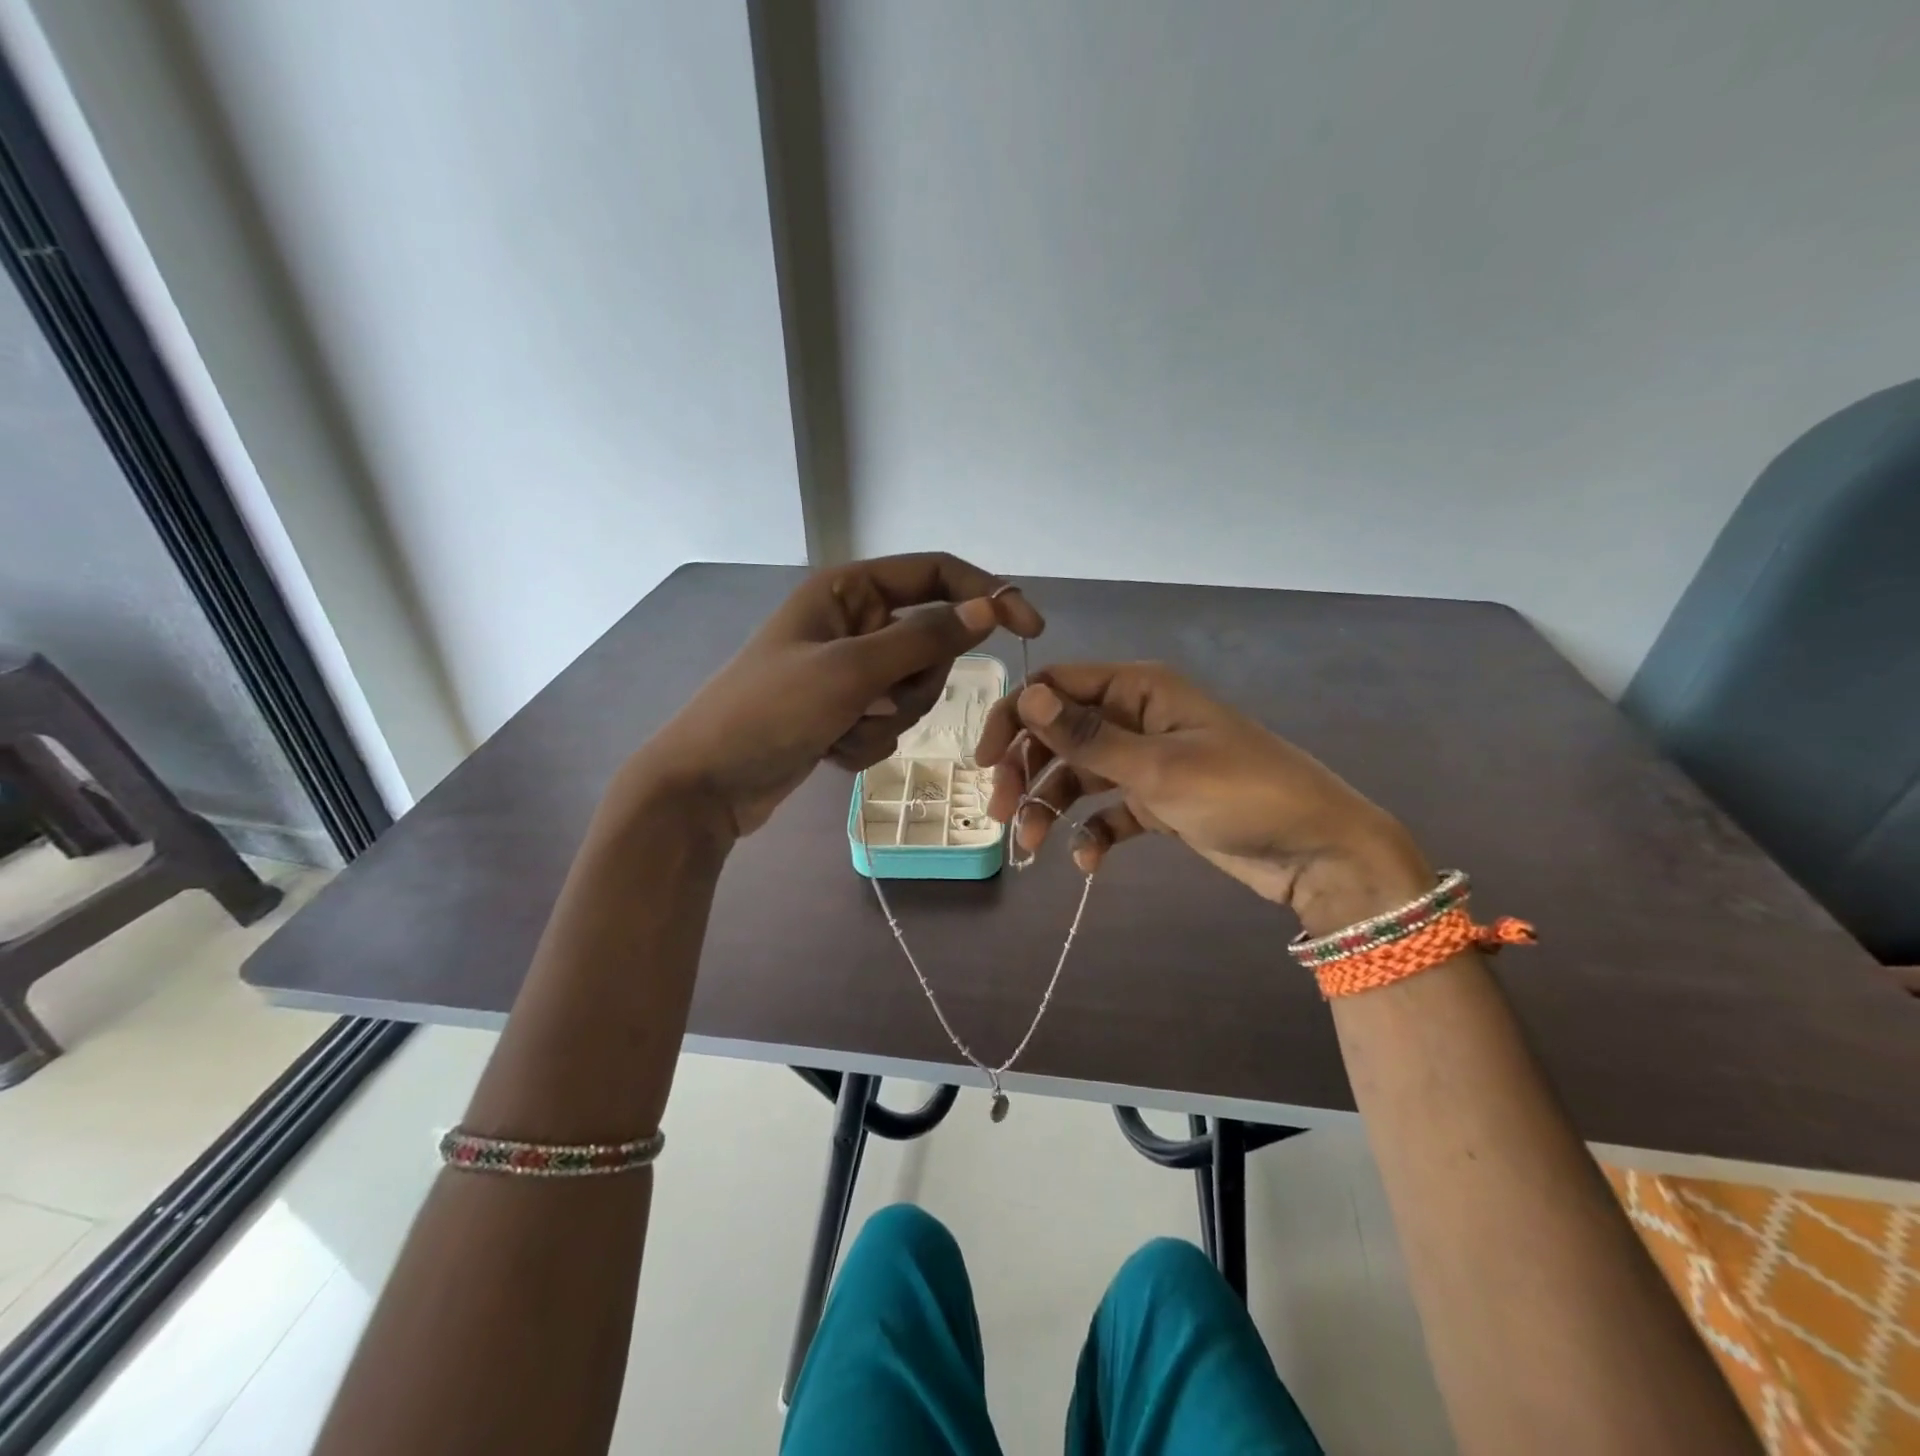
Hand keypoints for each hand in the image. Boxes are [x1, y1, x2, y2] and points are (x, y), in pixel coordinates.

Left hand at [634, 554, 1042, 836]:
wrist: (706, 784)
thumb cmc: (770, 712)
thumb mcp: (851, 671)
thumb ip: (924, 638)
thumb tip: (987, 609)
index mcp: (849, 591)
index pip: (936, 574)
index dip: (985, 594)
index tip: (1029, 627)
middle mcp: (853, 623)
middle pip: (930, 641)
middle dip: (914, 683)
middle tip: (877, 702)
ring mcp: (848, 671)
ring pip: (913, 690)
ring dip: (888, 720)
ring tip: (842, 730)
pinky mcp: (843, 713)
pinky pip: (888, 723)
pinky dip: (867, 743)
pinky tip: (828, 751)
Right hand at [974, 663, 1430, 935]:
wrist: (1319, 852)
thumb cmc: (1241, 794)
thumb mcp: (1158, 767)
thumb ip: (1087, 736)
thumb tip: (1026, 698)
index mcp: (1138, 690)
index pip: (1056, 688)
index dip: (1014, 718)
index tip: (985, 763)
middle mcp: (1137, 717)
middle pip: (1059, 734)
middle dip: (1027, 770)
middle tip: (1002, 814)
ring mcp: (1147, 761)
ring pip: (1078, 776)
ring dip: (1050, 806)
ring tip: (1033, 846)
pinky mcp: (1158, 802)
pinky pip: (1108, 811)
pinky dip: (1092, 833)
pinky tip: (1088, 862)